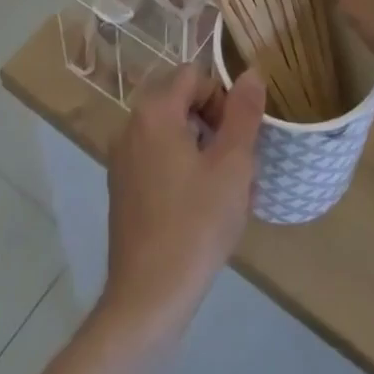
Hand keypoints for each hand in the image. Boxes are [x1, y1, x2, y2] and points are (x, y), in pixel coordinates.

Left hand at [101, 65, 264, 340]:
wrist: (147, 301)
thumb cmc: (195, 225)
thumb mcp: (233, 165)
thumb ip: (243, 112)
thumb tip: (250, 73)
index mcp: (155, 112)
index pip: (195, 75)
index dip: (222, 98)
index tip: (237, 138)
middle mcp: (131, 126)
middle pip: (182, 100)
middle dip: (214, 123)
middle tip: (236, 164)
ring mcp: (123, 158)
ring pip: (173, 132)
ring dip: (202, 148)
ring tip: (227, 190)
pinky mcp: (123, 188)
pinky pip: (159, 158)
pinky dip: (183, 168)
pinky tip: (203, 208)